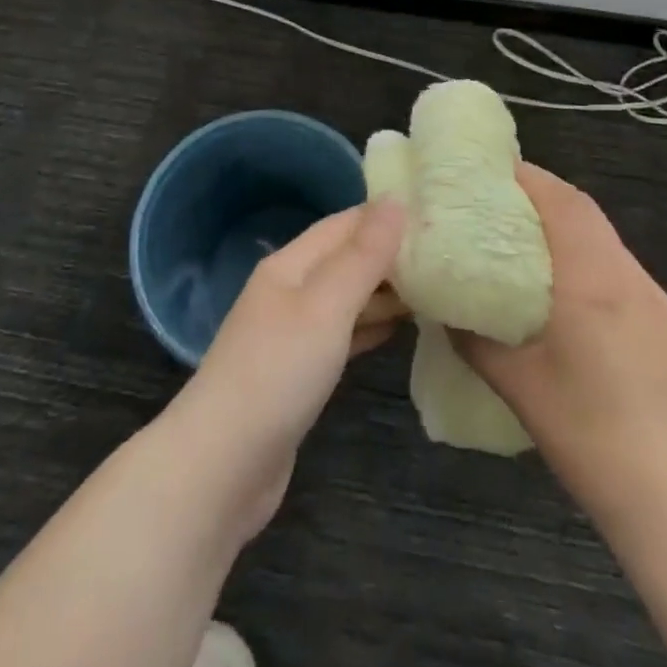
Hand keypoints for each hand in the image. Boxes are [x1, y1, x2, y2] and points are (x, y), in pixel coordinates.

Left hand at [161, 200, 407, 545]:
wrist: (223, 466)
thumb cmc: (277, 372)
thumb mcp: (326, 306)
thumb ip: (363, 256)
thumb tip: (395, 200)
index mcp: (290, 265)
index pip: (343, 224)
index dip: (384, 216)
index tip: (432, 212)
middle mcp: (289, 291)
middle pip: (344, 260)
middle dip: (389, 254)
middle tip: (443, 253)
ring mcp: (291, 335)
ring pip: (346, 299)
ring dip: (384, 292)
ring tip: (434, 287)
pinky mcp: (298, 375)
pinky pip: (342, 336)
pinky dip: (371, 327)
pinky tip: (400, 329)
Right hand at [452, 163, 666, 522]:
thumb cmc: (585, 433)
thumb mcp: (515, 384)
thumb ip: (473, 336)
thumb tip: (444, 307)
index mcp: (591, 281)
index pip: (562, 202)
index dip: (528, 177)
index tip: (492, 170)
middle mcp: (628, 276)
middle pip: (585, 211)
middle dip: (544, 194)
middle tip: (501, 200)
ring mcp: (656, 299)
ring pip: (606, 239)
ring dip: (568, 227)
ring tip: (529, 241)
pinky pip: (623, 270)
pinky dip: (591, 259)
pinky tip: (571, 293)